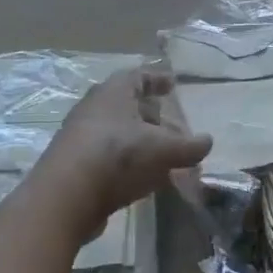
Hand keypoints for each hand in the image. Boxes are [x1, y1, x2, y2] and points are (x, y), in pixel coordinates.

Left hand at [36, 66, 210, 240]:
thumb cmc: (118, 156)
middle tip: (174, 128)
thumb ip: (189, 146)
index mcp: (114, 92)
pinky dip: (129, 161)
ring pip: (118, 132)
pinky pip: (109, 155)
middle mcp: (94, 108)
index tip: (173, 84)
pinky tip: (143, 178)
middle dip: (152, 115)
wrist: (65, 196)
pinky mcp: (76, 165)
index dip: (157, 79)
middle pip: (127, 105)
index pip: (138, 76)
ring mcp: (81, 137)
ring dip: (141, 141)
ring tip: (163, 156)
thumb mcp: (163, 149)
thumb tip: (207, 142)